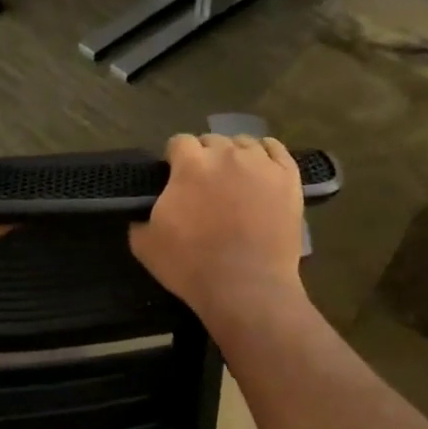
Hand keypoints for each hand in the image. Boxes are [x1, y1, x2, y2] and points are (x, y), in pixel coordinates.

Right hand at [130, 134, 306, 325]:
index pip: (178, 142)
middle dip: (205, 156)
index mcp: (190, 164)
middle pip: (212, 140)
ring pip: (244, 143)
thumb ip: (139, 217)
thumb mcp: (145, 245)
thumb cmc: (192, 266)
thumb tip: (143, 210)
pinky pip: (277, 150)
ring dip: (235, 156)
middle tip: (205, 185)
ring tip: (235, 180)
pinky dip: (266, 154)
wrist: (246, 288)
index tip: (175, 178)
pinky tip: (262, 168)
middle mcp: (226, 154)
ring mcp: (261, 164)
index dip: (175, 159)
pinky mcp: (288, 178)